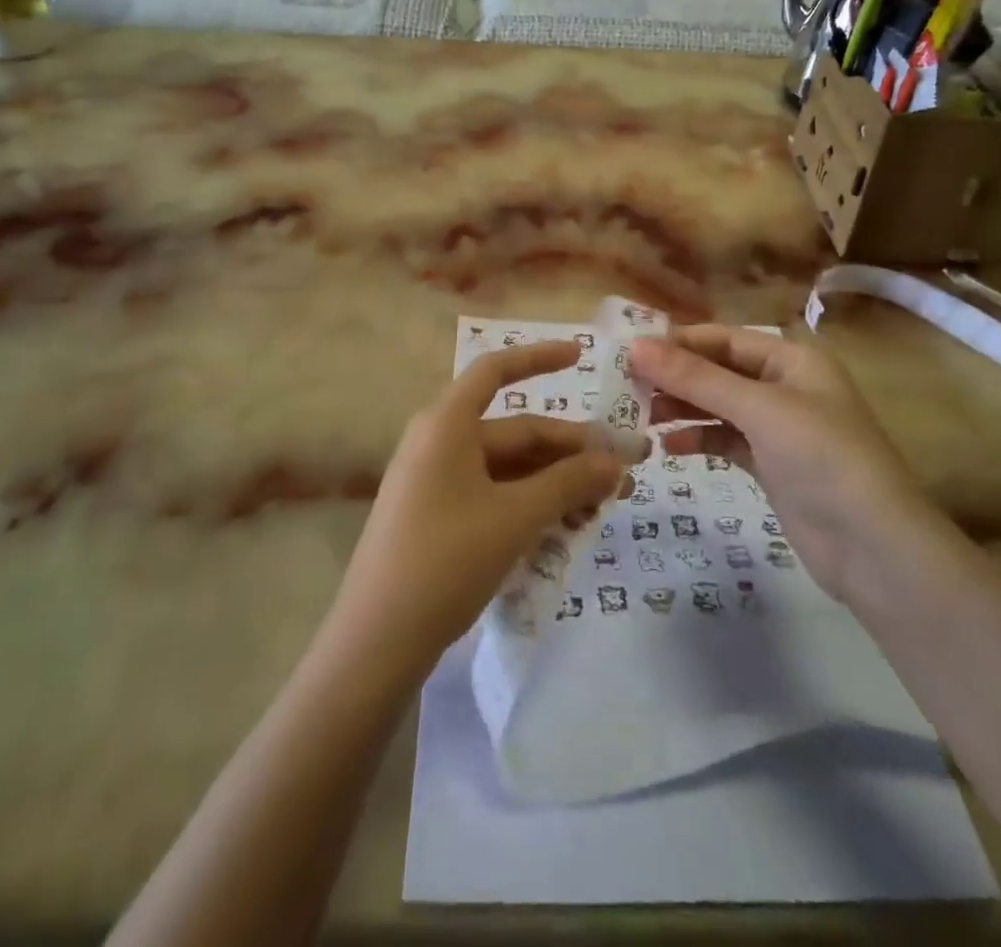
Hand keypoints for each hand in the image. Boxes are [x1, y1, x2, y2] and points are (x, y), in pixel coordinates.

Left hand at [329, 342, 626, 675]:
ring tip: (602, 510)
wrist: (376, 643)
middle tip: (624, 473)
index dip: (539, 358)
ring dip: (556, 484)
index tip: (581, 356)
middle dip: (571, 451)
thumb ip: (568, 483)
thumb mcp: (515, 518)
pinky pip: (494, 496)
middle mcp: (440, 442)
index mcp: (448, 424)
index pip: (496, 371)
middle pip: (516, 432)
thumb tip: (617, 461)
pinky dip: (531, 506)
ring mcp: (438, 482)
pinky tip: (566, 529)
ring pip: (510, 469)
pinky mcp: (439, 517)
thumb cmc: (445, 560)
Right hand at [630, 328, 927, 605]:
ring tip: (641, 416)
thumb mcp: (758, 409)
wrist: (873, 548)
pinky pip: (724, 439)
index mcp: (792, 359)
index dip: (678, 343)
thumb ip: (696, 378)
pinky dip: (697, 439)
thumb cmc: (821, 458)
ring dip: (682, 408)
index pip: (724, 339)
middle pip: (718, 371)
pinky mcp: (770, 464)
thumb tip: (636, 347)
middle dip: (676, 377)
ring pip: (718, 406)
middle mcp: (785, 385)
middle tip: (627, 387)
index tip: (630, 353)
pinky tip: (666, 447)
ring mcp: (778, 427)